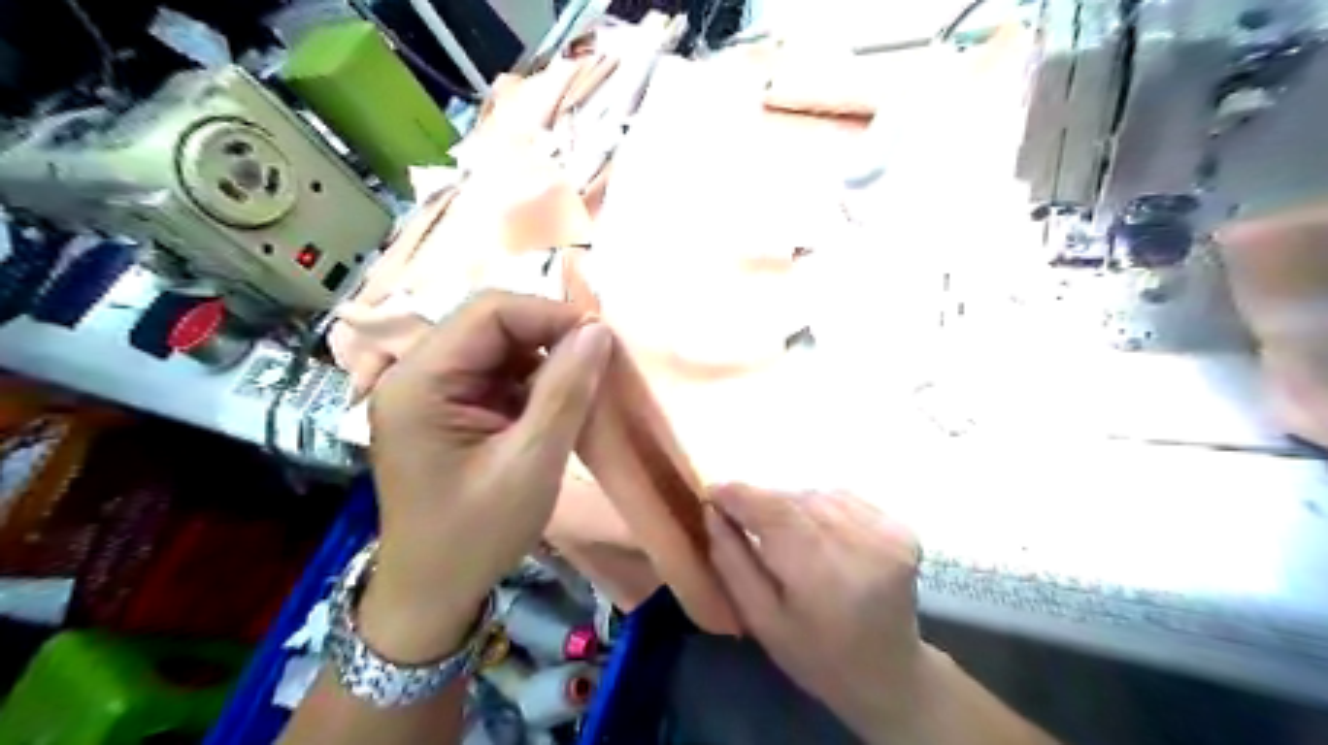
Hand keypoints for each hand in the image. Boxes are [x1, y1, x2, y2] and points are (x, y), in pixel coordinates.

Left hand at [361, 292, 610, 658]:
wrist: (433, 592)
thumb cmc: (476, 535)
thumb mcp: (530, 463)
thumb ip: (565, 391)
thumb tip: (598, 331)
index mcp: (420, 381)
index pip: (489, 313)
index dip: (550, 315)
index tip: (603, 339)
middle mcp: (416, 374)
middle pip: (491, 325)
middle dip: (549, 336)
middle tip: (600, 360)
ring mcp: (429, 391)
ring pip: (498, 348)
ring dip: (545, 359)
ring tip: (584, 385)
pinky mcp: (446, 408)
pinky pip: (496, 375)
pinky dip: (533, 382)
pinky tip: (557, 405)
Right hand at [704, 485, 925, 740]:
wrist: (888, 673)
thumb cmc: (814, 655)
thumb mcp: (760, 619)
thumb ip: (732, 562)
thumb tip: (712, 510)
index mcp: (823, 575)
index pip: (774, 511)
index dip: (739, 495)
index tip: (712, 492)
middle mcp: (861, 544)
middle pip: (795, 500)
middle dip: (762, 502)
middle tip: (740, 517)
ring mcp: (887, 533)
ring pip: (817, 495)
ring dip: (792, 505)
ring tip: (783, 534)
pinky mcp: (901, 527)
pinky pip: (843, 499)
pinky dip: (821, 507)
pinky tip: (817, 534)